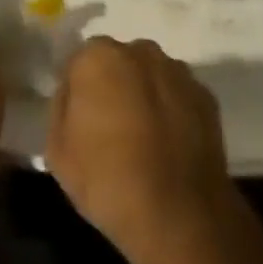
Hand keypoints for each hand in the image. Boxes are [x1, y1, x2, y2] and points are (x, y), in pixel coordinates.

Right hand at [47, 37, 245, 263]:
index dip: (76, 90)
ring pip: (151, 75)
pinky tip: (168, 145)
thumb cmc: (106, 180)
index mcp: (99, 57)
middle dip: (113, 85)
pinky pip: (177, 94)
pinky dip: (171, 109)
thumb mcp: (57, 151)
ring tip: (142, 139)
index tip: (78, 120)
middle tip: (109, 127)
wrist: (177, 211)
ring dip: (144, 94)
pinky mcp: (205, 93)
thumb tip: (74, 93)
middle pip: (119, 61)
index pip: (79, 61)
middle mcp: (141, 51)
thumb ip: (62, 107)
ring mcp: (178, 70)